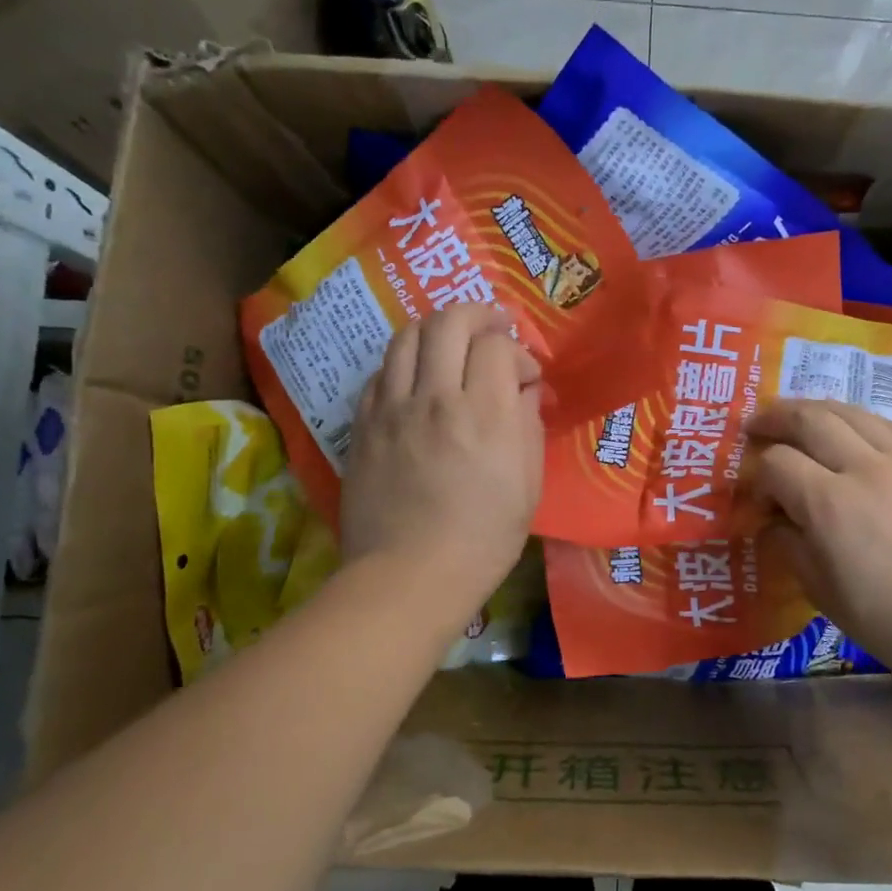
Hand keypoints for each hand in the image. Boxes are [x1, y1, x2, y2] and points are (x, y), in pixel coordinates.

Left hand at [341, 305, 543, 613]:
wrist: (409, 576)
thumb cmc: (484, 538)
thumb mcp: (528, 484)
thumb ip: (527, 424)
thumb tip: (524, 389)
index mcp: (484, 413)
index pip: (498, 346)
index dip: (518, 352)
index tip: (526, 377)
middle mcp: (435, 397)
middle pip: (449, 322)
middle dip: (477, 314)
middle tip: (493, 327)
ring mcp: (392, 408)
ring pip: (407, 336)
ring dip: (436, 328)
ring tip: (452, 342)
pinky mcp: (363, 424)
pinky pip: (382, 372)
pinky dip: (405, 362)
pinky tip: (418, 379)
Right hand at [745, 400, 891, 686]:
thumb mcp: (824, 594)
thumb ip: (789, 546)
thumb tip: (773, 520)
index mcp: (830, 505)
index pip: (776, 463)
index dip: (757, 474)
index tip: (758, 495)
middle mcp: (865, 468)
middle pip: (809, 419)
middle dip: (775, 417)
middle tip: (756, 424)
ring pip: (850, 411)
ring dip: (815, 409)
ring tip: (797, 417)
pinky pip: (887, 425)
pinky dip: (856, 420)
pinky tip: (850, 432)